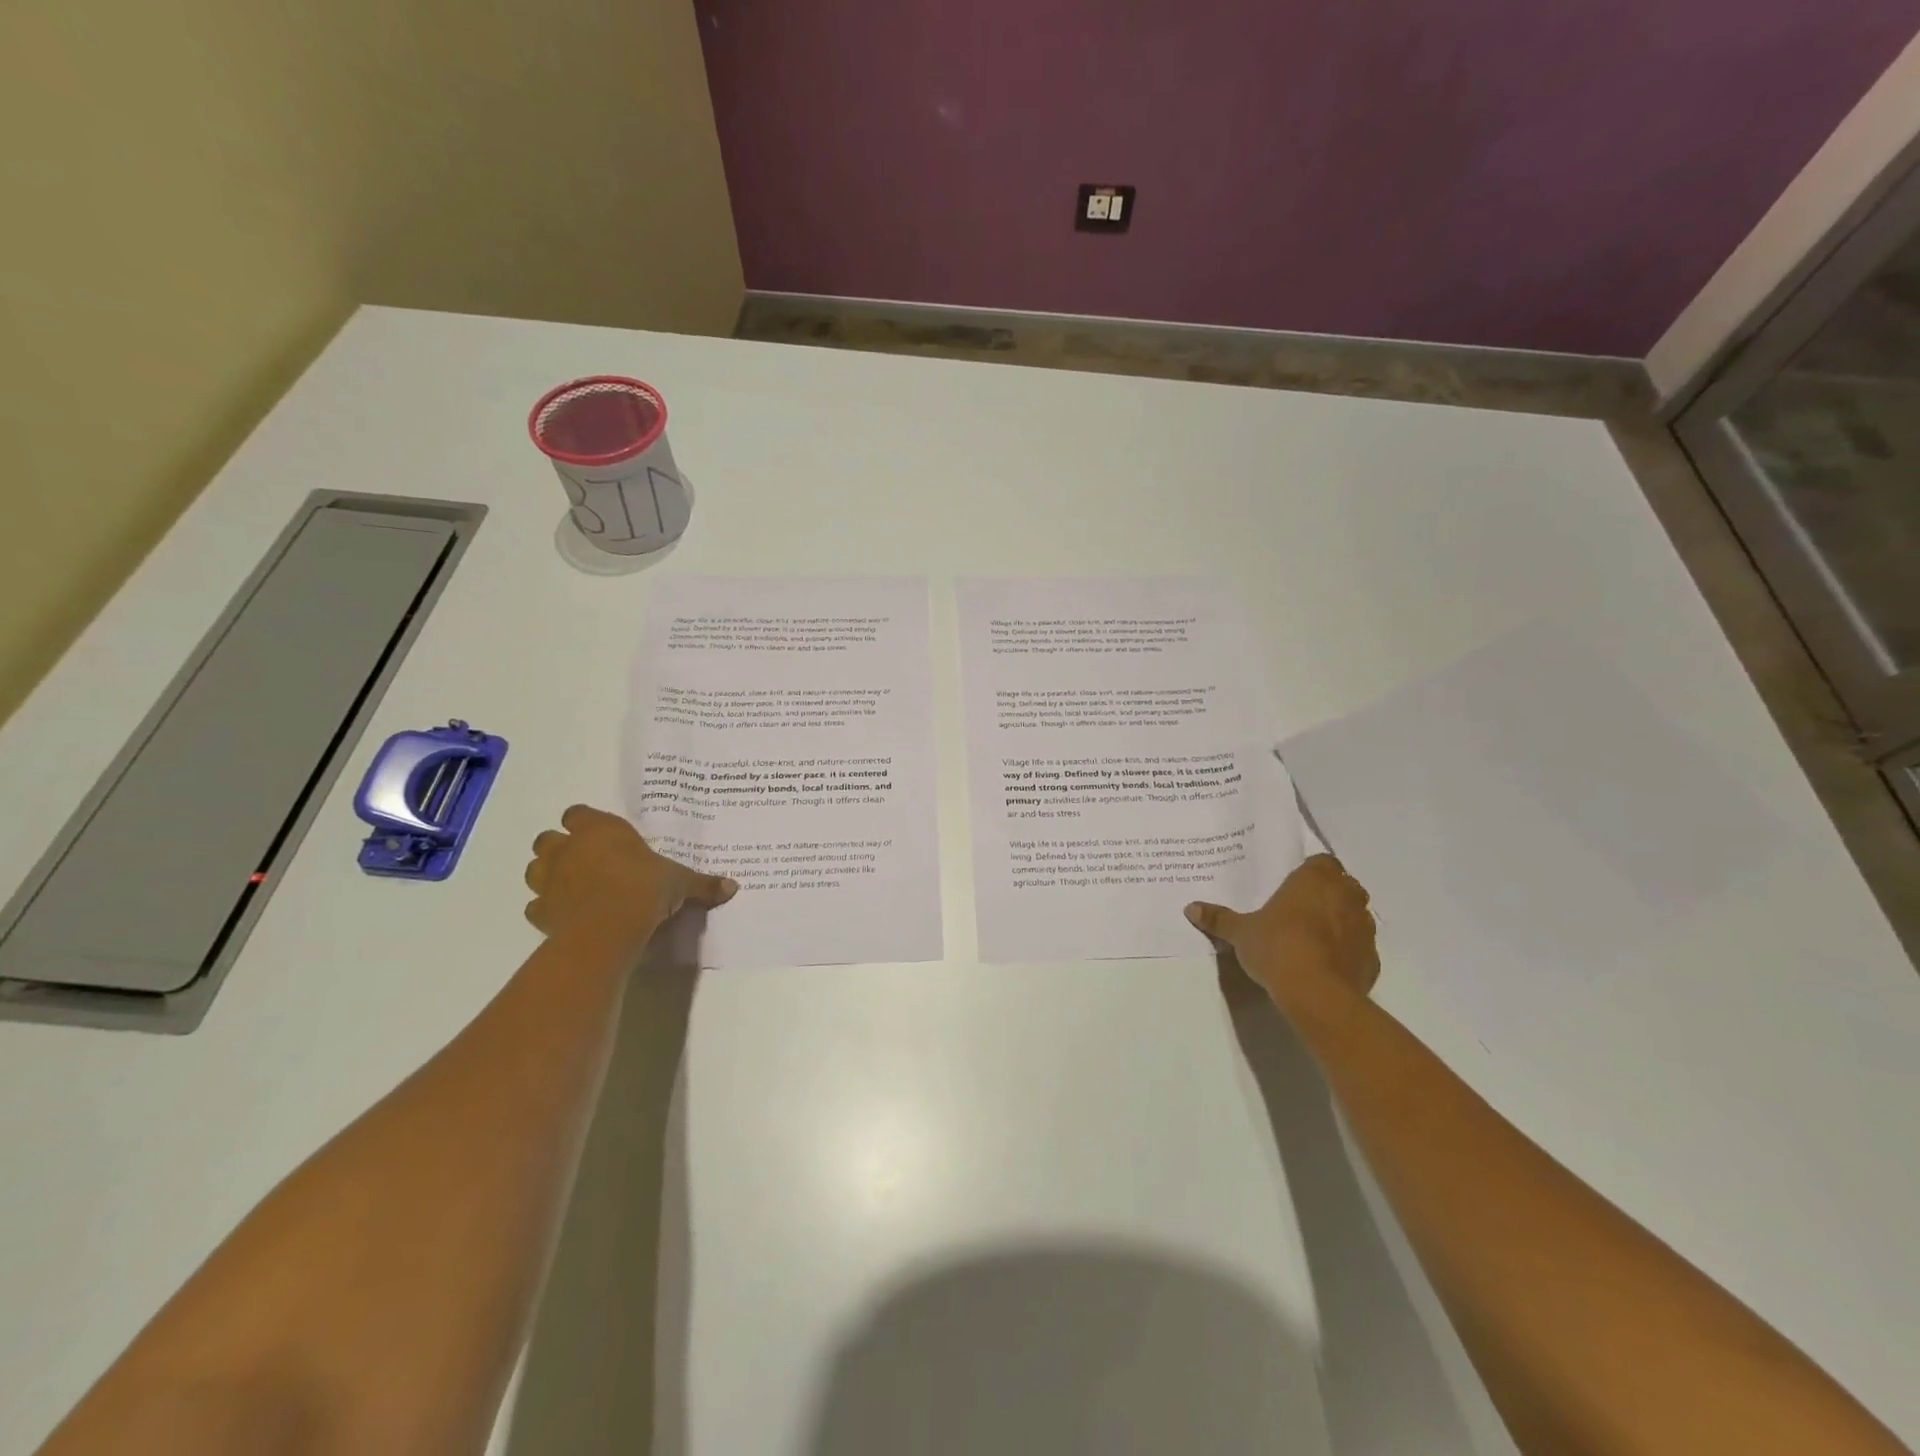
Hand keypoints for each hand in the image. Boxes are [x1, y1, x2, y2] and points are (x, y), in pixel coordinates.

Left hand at [523, 805, 736, 959]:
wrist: (608, 928)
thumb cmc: (645, 888)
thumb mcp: (680, 883)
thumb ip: (702, 883)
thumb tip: (733, 886)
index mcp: (600, 830)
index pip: (578, 813)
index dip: (586, 823)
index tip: (604, 836)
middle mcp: (569, 849)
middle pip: (548, 838)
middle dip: (561, 848)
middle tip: (587, 861)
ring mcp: (549, 881)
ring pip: (534, 869)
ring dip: (549, 875)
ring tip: (573, 887)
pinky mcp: (540, 913)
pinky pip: (536, 907)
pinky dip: (546, 909)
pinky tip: (566, 917)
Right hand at [1185, 855, 1379, 1019]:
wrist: (1317, 994)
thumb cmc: (1277, 947)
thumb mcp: (1240, 932)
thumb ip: (1219, 918)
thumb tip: (1190, 908)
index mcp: (1315, 879)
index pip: (1322, 862)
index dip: (1310, 872)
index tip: (1294, 885)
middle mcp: (1345, 896)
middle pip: (1343, 885)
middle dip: (1328, 893)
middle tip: (1301, 908)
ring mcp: (1364, 928)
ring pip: (1356, 914)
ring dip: (1341, 921)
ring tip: (1314, 937)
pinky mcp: (1372, 959)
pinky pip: (1360, 947)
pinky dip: (1347, 950)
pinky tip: (1326, 963)